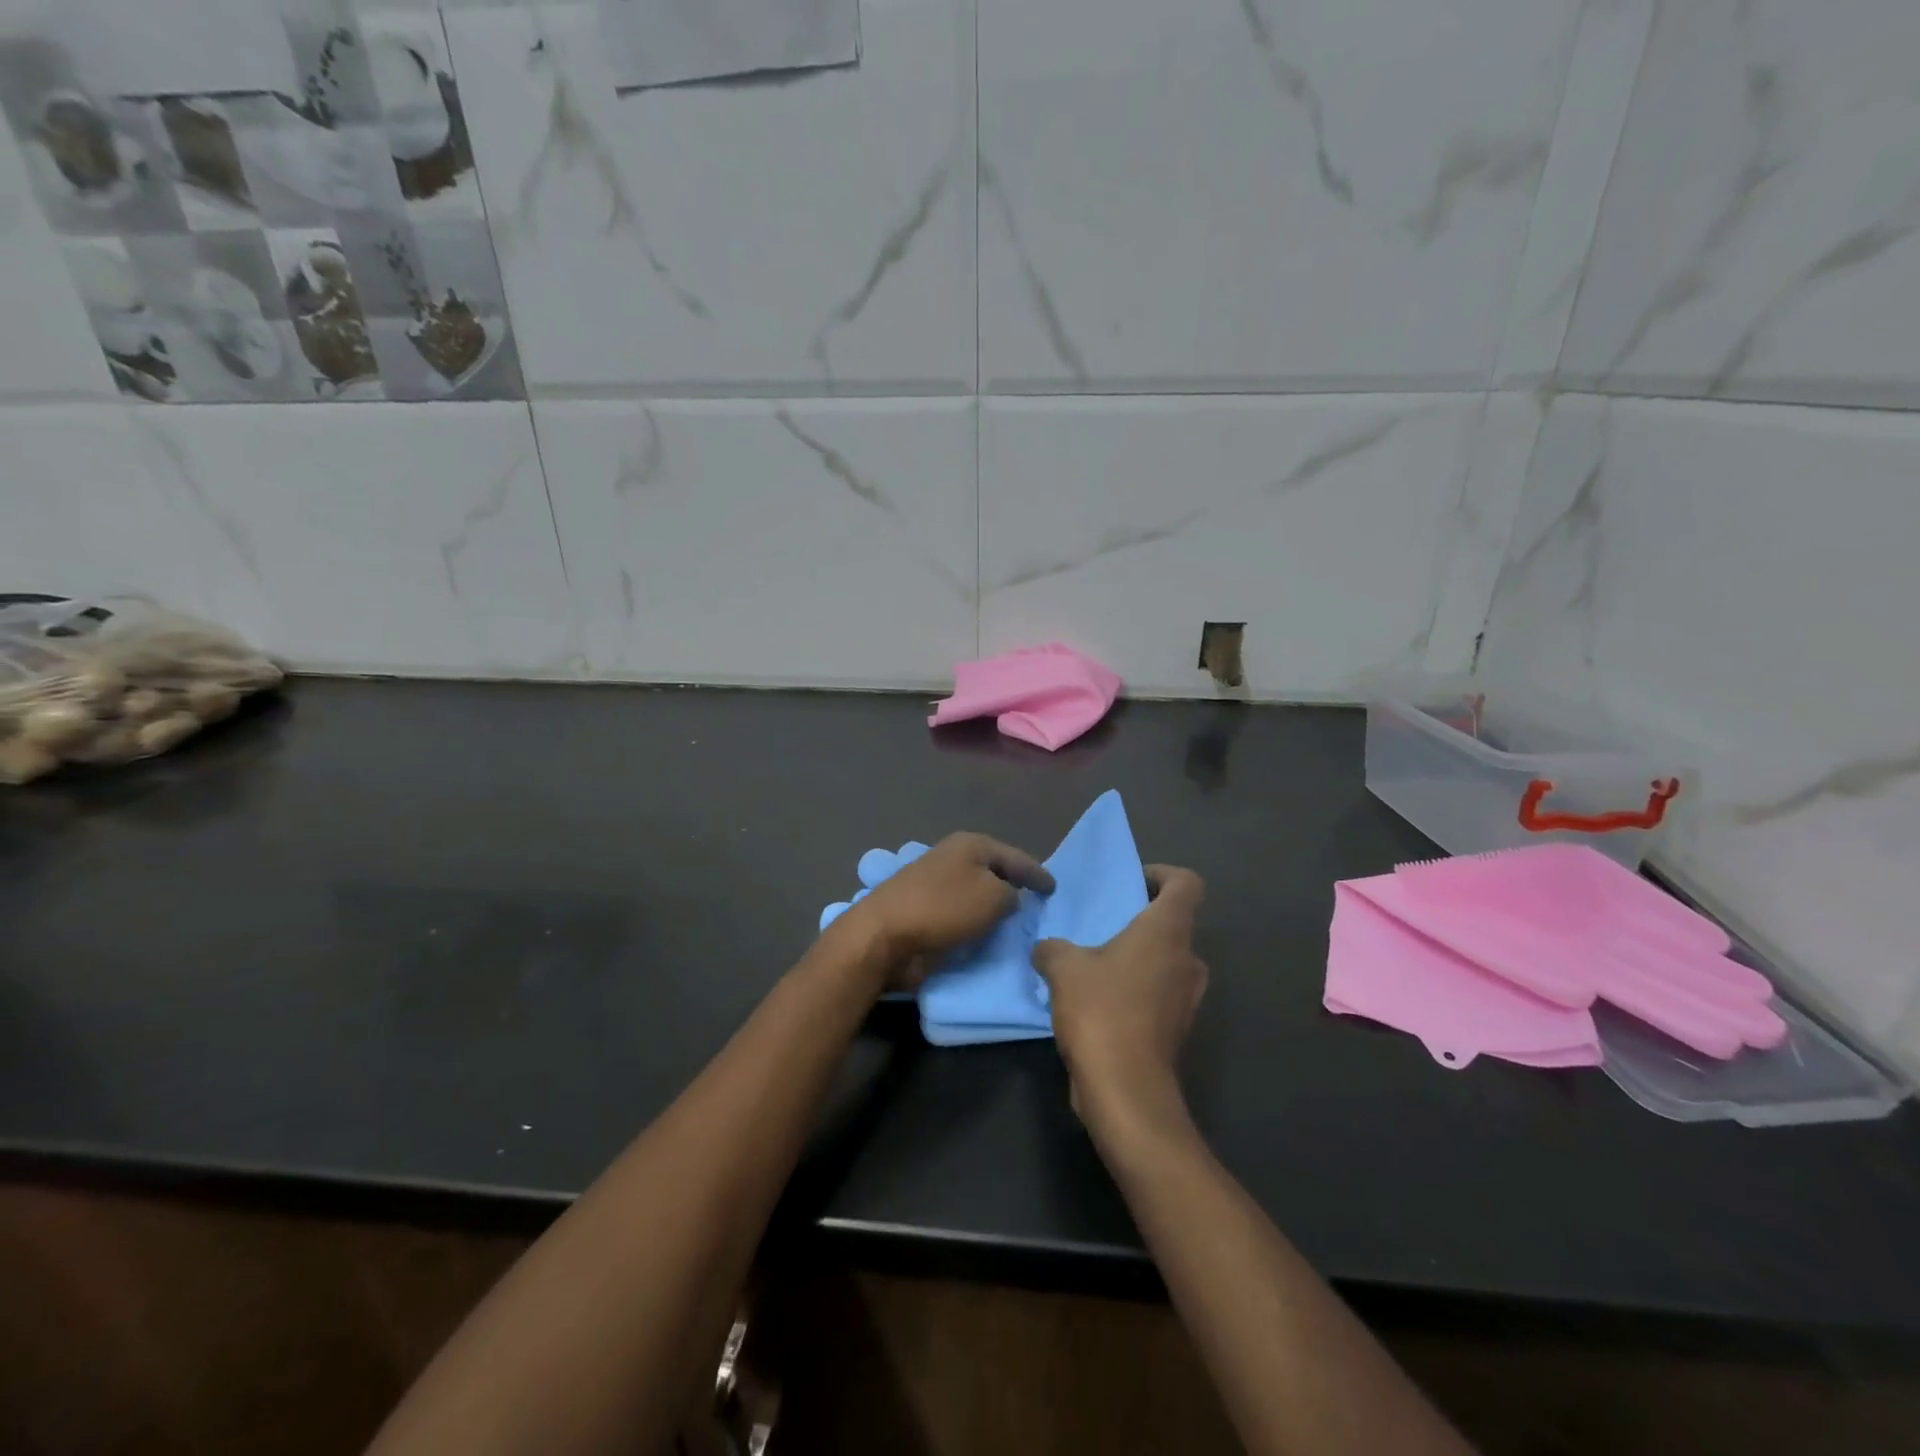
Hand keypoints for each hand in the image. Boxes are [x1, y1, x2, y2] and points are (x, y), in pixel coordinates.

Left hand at [839, 832, 1054, 988]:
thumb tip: (1009, 898)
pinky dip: (976, 923)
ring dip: (995, 907)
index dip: (1037, 872)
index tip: (1055, 888)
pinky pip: (962, 915)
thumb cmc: (943, 908)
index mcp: (971, 845)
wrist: (885, 934)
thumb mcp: (993, 896)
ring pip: (977, 894)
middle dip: (1016, 886)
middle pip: (995, 872)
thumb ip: (1012, 895)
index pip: (1016, 857)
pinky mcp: (925, 911)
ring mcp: (936, 884)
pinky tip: (989, 935)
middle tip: (1039, 905)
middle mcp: (954, 858)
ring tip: (1019, 924)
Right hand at [1032, 865, 1207, 1129]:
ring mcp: (1186, 997)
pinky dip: (1134, 989)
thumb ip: (1052, 948)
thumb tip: (1046, 949)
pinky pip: (1157, 993)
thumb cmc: (1101, 1011)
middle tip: (1101, 925)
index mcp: (1167, 932)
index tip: (1133, 882)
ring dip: (1135, 958)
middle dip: (1140, 920)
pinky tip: (1096, 1001)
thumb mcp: (1063, 967)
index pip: (1186, 884)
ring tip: (1093, 964)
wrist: (1126, 1089)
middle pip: (1173, 923)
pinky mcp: (1176, 1029)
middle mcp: (1186, 959)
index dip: (1163, 874)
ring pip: (1164, 961)